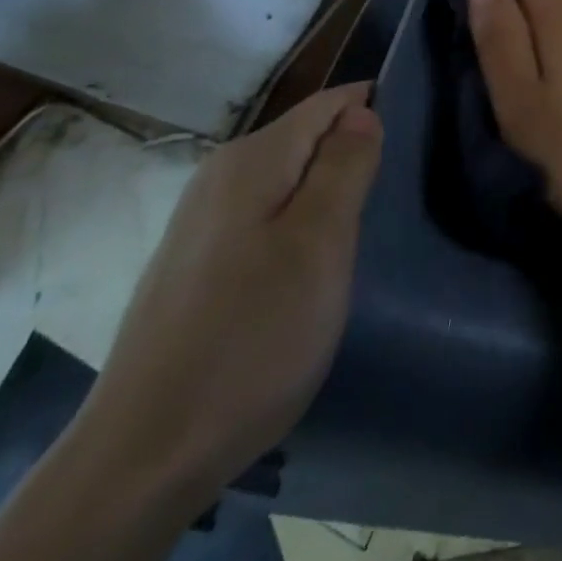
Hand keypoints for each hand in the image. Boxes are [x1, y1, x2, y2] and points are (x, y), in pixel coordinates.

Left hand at [74, 84, 382, 506]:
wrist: (146, 456)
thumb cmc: (253, 338)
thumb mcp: (320, 244)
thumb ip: (344, 167)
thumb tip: (361, 112)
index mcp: (252, 161)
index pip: (328, 104)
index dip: (372, 109)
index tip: (416, 139)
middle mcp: (219, 177)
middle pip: (306, 140)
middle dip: (352, 156)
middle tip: (394, 200)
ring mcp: (201, 223)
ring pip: (286, 181)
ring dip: (327, 195)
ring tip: (362, 235)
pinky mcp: (195, 264)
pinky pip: (264, 218)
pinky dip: (298, 228)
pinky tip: (310, 271)